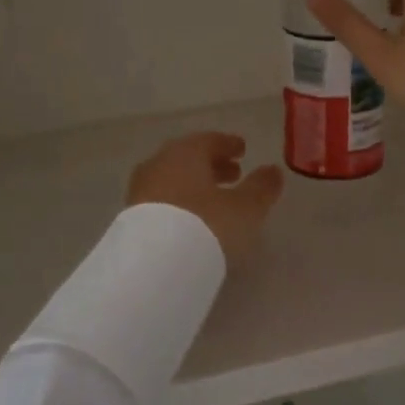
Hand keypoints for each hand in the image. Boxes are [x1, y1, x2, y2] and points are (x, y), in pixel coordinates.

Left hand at [127, 132, 284, 263]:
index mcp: (186, 152)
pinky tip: (191, 219)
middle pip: (188, 158)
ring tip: (216, 199)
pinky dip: (179, 202)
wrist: (154, 264)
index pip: (209, 140)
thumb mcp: (245, 208)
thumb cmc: (206, 225)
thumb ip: (261, 187)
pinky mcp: (131, 217)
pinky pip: (161, 200)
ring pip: (173, 178)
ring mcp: (141, 189)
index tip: (242, 150)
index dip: (228, 144)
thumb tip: (273, 170)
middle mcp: (159, 163)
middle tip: (233, 174)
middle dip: (212, 164)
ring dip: (194, 184)